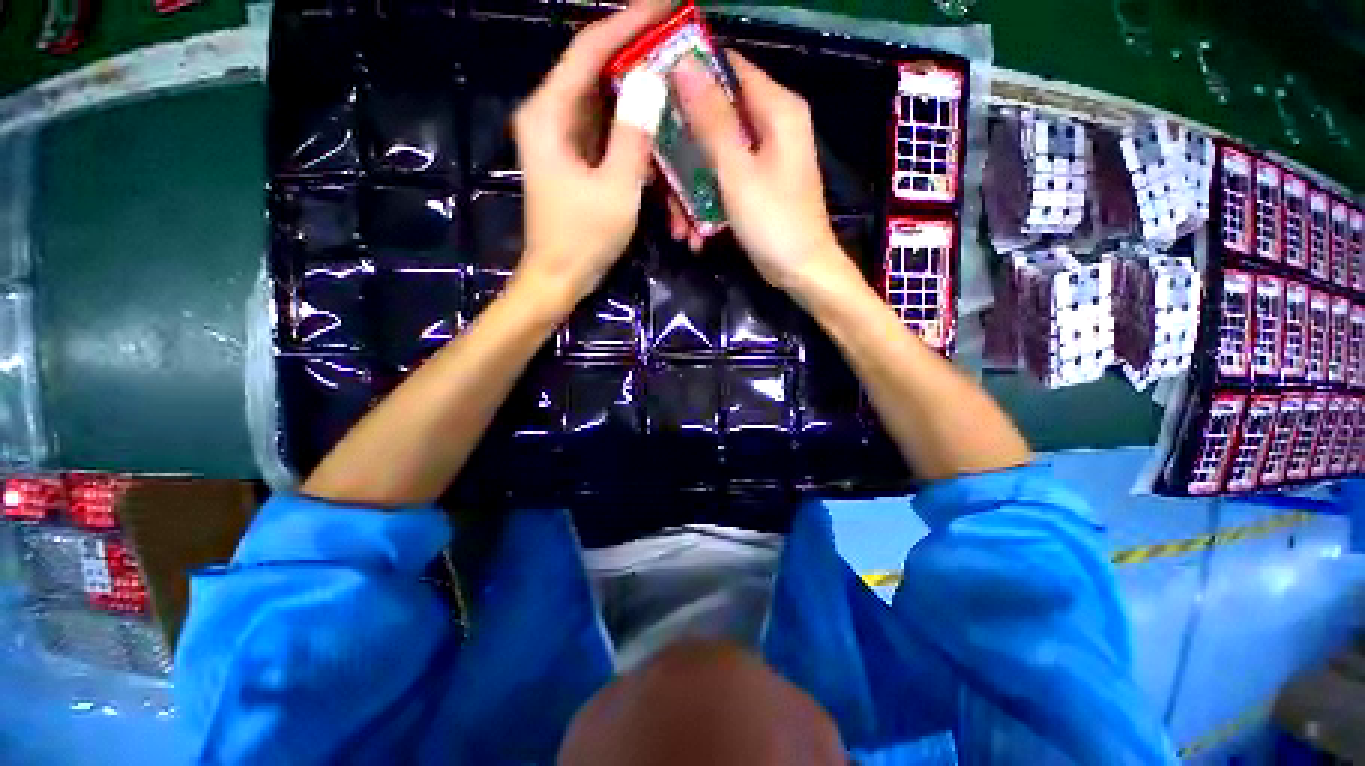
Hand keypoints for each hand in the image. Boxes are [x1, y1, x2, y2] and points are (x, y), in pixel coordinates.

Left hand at [512, 1, 666, 308]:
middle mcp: (551, 117)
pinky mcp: (575, 160)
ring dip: (638, 96)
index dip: (626, 23)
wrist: (559, 278)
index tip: (663, 7)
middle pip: (595, 71)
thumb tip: (652, 81)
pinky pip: (606, 132)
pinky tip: (658, 131)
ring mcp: (563, 139)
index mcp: (550, 115)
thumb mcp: (616, 189)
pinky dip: (631, 130)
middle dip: (636, 56)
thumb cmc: (583, 239)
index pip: (588, 50)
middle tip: (677, 45)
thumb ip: (633, 135)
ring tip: (675, 83)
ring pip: (603, 102)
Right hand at [669, 53, 856, 294]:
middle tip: (659, 180)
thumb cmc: (774, 221)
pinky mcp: (755, 187)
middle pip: (714, 120)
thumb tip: (683, 65)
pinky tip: (695, 237)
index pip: (728, 69)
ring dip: (690, 194)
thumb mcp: (737, 171)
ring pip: (712, 159)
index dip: (689, 78)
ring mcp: (762, 160)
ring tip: (679, 229)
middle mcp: (771, 127)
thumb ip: (711, 120)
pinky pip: (722, 184)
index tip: (656, 99)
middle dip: (683, 155)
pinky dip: (706, 208)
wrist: (800, 272)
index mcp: (777, 109)